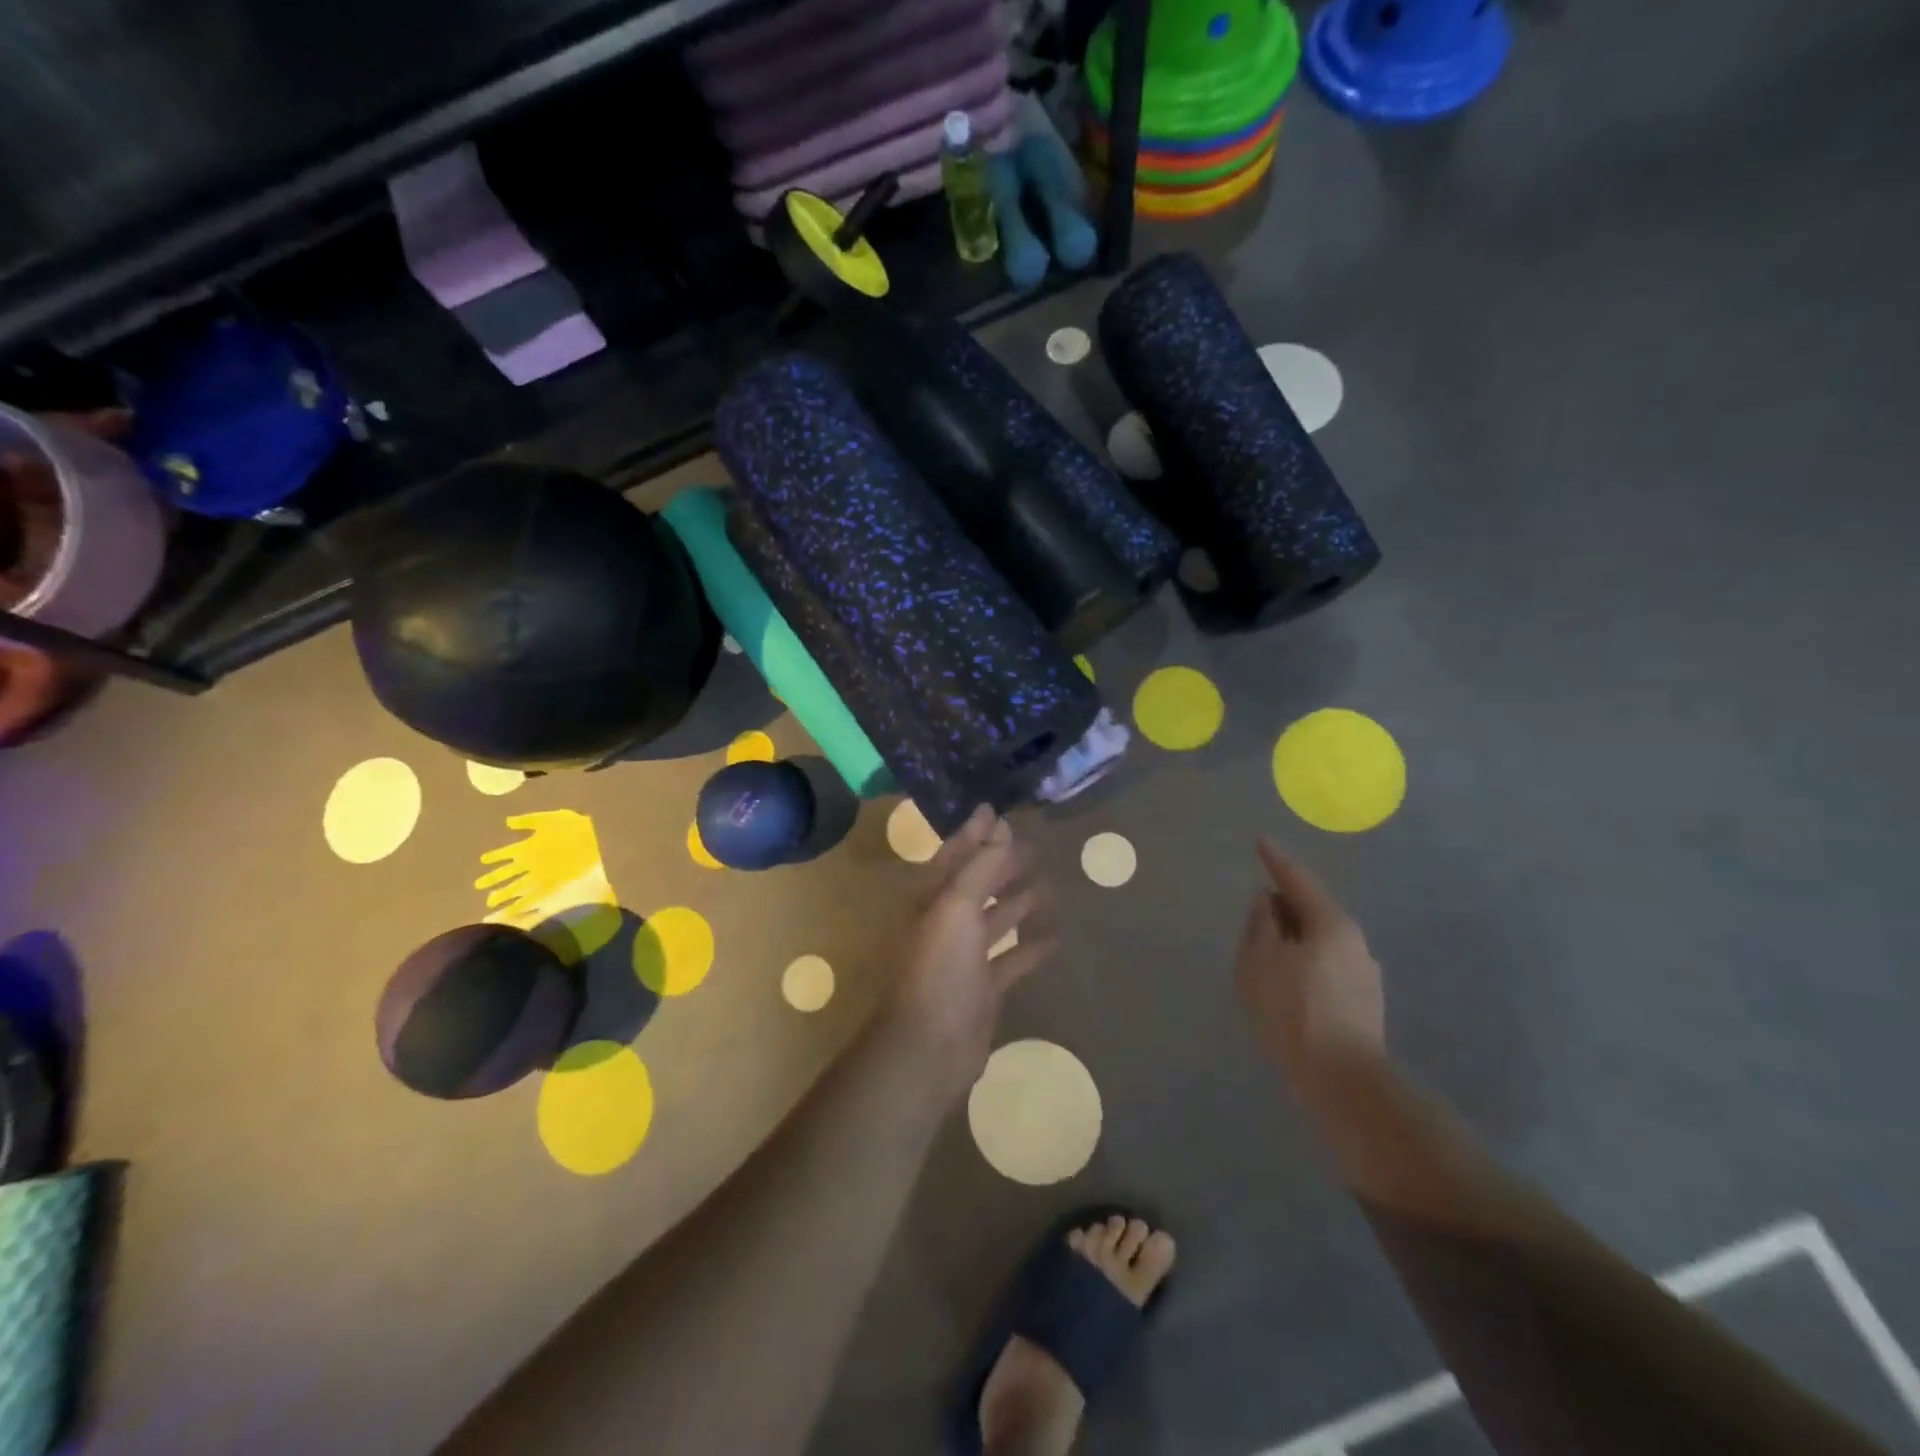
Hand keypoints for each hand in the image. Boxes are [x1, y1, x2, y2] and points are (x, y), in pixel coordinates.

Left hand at [883, 805, 1053, 1103]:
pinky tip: (1055, 937)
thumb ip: (979, 866)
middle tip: (1034, 845)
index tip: (999, 811)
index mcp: (933, 899)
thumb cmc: (940, 967)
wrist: (930, 1045)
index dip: (976, 833)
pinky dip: (1030, 948)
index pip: (956, 855)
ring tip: (1047, 882)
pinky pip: (1011, 960)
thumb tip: (998, 824)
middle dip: (1002, 864)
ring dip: (1017, 901)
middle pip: (978, 884)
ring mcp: (965, 957)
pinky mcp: (984, 987)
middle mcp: (947, 923)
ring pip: (995, 920)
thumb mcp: (956, 906)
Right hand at [1235, 838, 1385, 1093]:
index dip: (1275, 860)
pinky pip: (1325, 965)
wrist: (1342, 1082)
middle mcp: (1354, 941)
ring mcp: (1364, 973)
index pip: (1297, 880)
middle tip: (1256, 908)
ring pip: (1319, 940)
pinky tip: (1287, 982)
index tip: (1261, 841)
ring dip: (1293, 937)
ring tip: (1266, 950)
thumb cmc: (1293, 1012)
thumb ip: (1261, 924)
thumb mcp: (1261, 962)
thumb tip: (1267, 902)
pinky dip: (1303, 961)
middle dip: (1283, 905)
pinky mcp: (1363, 1002)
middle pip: (1312, 909)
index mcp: (1330, 924)